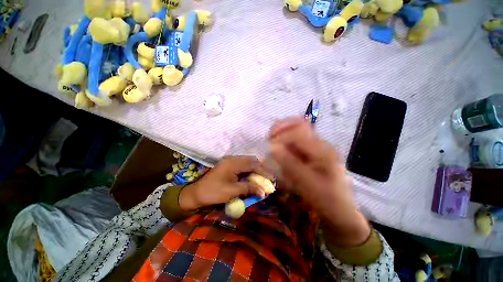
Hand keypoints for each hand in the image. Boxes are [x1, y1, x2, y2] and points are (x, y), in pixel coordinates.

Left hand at [179, 156, 269, 210]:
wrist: (197, 193)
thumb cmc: (213, 192)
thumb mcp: (232, 191)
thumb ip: (249, 188)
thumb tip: (263, 192)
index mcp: (233, 163)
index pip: (252, 164)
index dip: (263, 171)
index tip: (271, 179)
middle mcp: (232, 159)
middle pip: (251, 161)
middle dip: (260, 169)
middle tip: (267, 179)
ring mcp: (230, 161)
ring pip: (247, 162)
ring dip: (255, 170)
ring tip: (262, 179)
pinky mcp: (229, 165)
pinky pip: (243, 165)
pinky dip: (249, 171)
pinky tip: (252, 177)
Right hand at [269, 117, 369, 246]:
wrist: (339, 209)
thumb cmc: (325, 199)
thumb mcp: (307, 184)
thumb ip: (290, 164)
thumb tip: (272, 148)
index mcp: (323, 150)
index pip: (299, 133)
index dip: (281, 136)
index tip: (268, 146)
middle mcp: (321, 144)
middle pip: (300, 125)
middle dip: (281, 128)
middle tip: (269, 136)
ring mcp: (317, 147)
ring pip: (298, 130)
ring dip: (283, 132)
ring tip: (272, 138)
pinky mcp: (313, 152)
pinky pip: (297, 139)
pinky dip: (286, 139)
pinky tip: (279, 146)